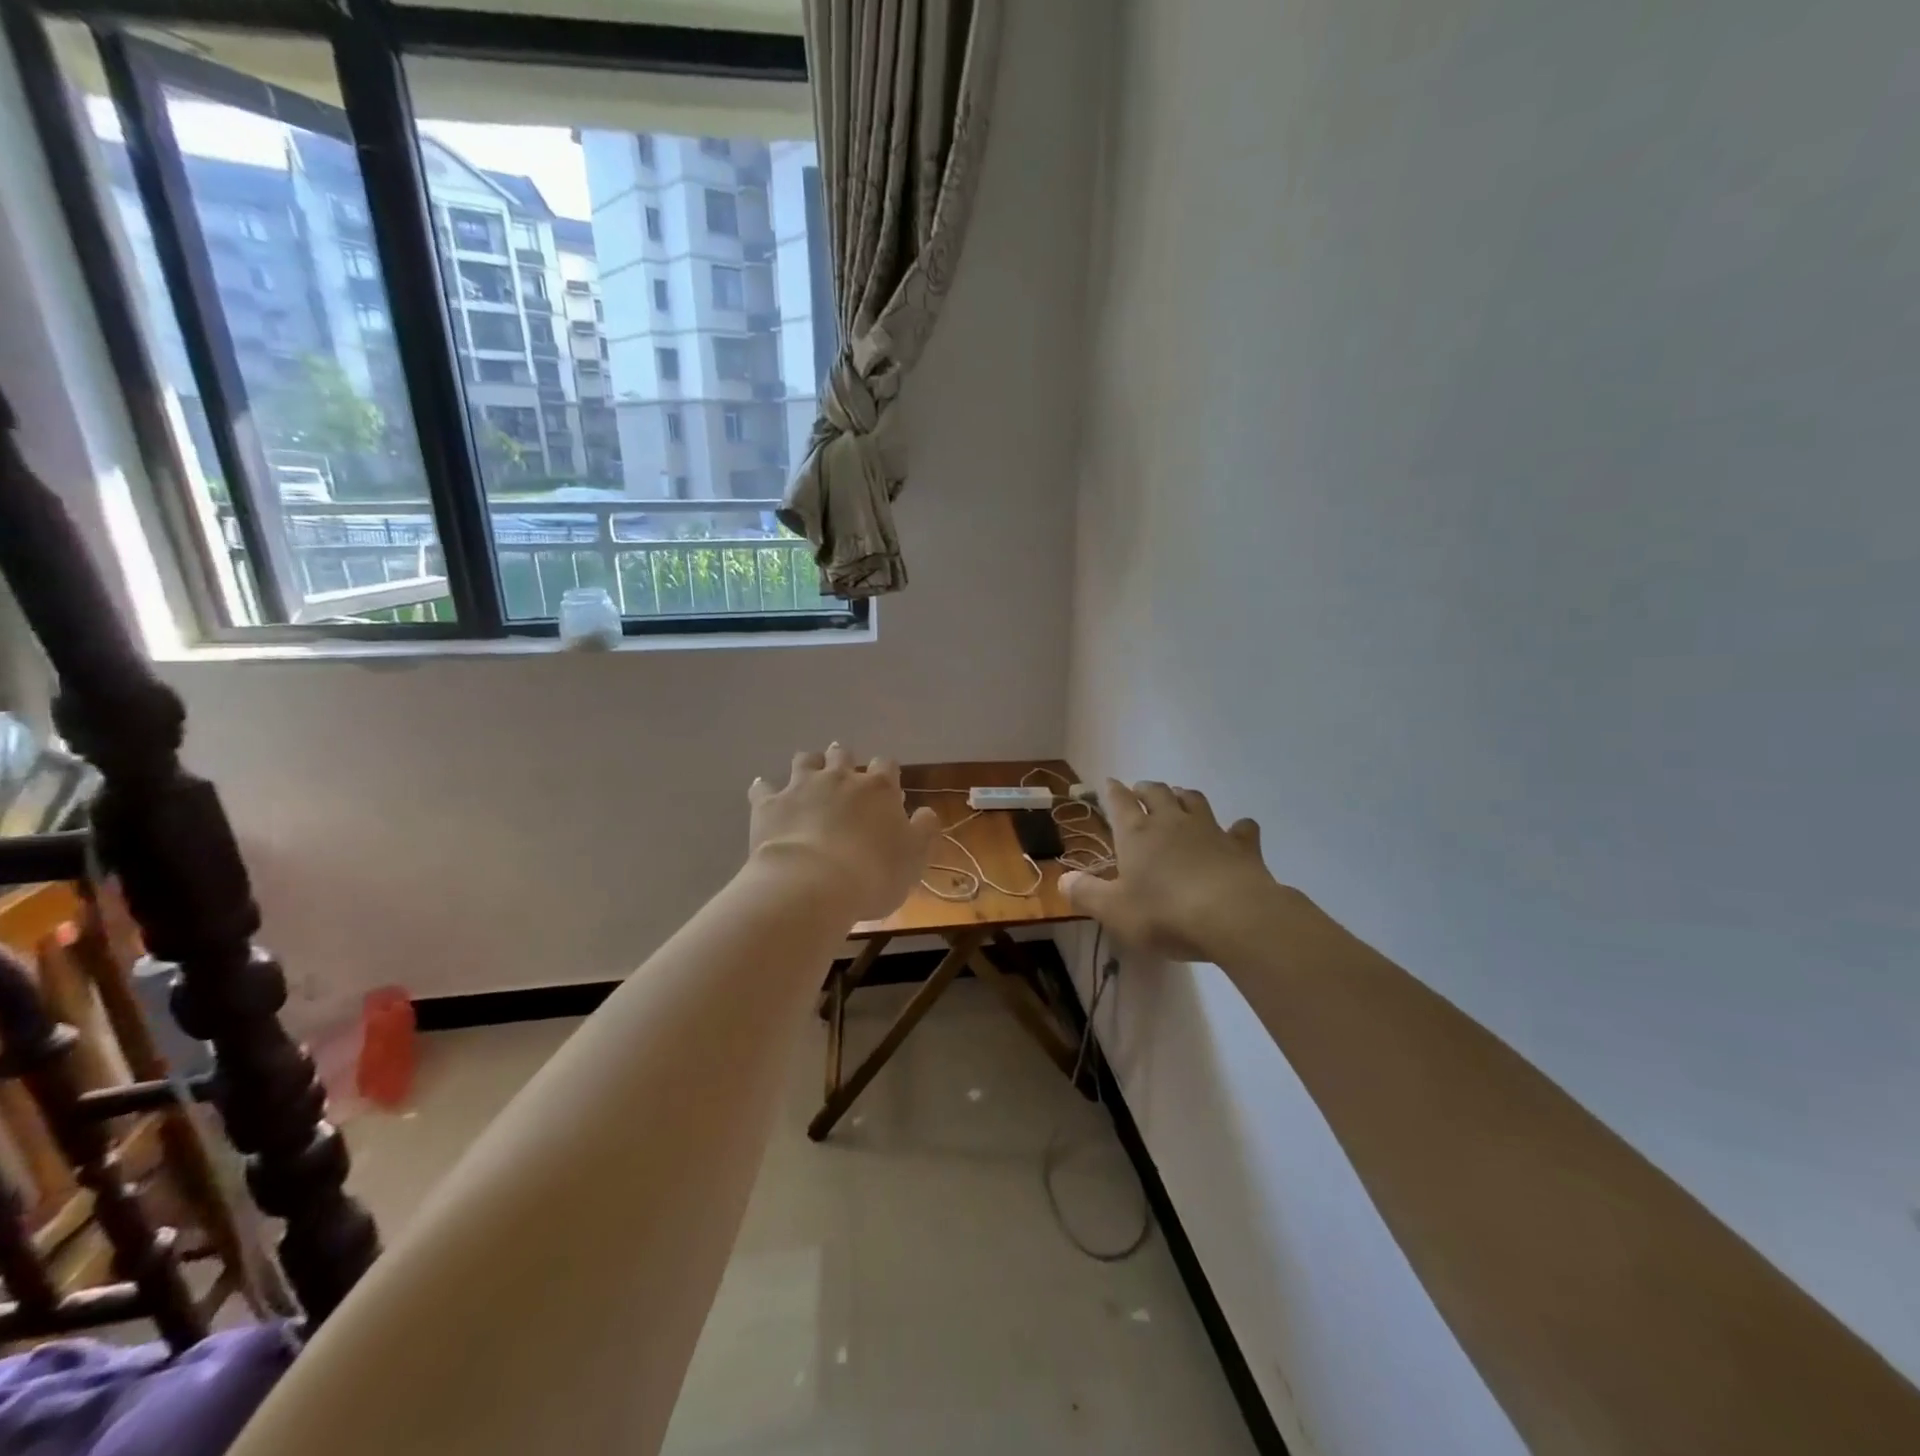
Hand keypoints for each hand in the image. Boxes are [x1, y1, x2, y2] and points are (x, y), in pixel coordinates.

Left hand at [748, 746, 940, 921]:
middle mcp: (840, 778)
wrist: (813, 885)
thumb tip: (925, 812)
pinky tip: (765, 793)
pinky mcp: (769, 804)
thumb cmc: (873, 874)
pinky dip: (765, 789)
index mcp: (878, 789)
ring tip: (808, 777)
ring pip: (805, 760)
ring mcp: (801, 787)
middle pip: (842, 754)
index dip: (886, 774)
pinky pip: (763, 787)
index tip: (886, 791)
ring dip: (808, 765)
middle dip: (844, 761)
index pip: (886, 765)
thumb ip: (924, 830)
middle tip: (844, 776)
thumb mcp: (915, 858)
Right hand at [1060, 780, 1293, 961]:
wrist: (1232, 916)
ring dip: (1184, 796)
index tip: (1109, 783)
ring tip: (1179, 799)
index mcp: (1136, 833)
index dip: (1112, 791)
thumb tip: (1063, 879)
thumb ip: (1086, 894)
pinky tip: (1238, 831)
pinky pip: (1241, 828)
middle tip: (1141, 790)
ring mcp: (1210, 830)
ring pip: (1195, 800)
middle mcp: (1171, 822)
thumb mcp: (1114, 911)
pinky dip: (1237, 828)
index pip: (1120, 802)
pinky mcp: (1242, 846)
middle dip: (1146, 789)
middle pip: (1157, 792)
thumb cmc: (1164, 913)